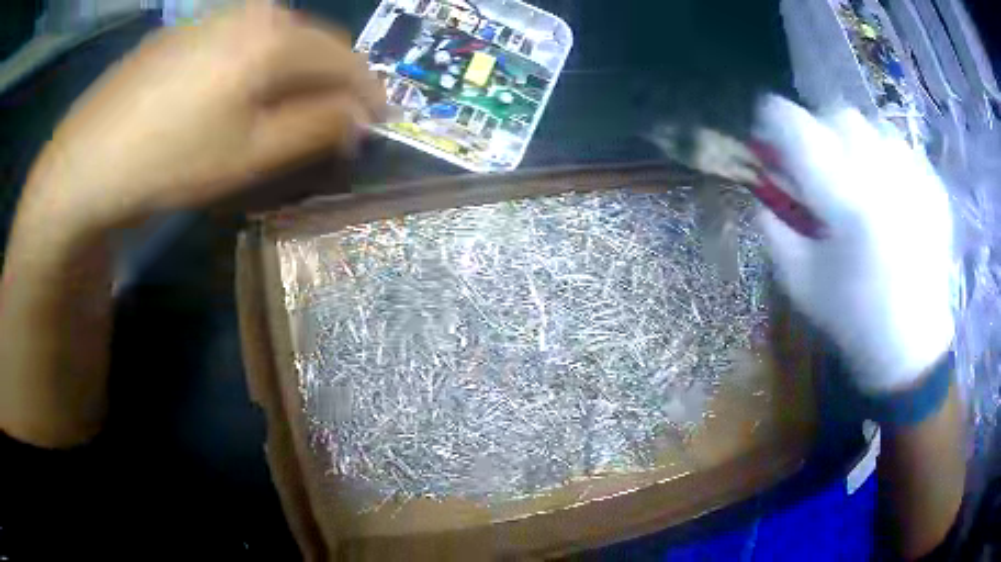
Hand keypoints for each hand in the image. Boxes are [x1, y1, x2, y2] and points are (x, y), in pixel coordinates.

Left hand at [22, 1, 384, 231]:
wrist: (86, 159)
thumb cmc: (169, 160)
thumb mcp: (249, 153)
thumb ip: (315, 128)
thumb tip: (358, 117)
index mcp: (276, 36)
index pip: (346, 58)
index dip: (369, 92)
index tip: (381, 122)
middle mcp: (253, 11)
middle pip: (314, 43)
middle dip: (333, 82)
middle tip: (338, 121)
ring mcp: (217, 15)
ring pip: (278, 40)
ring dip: (296, 73)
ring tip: (294, 109)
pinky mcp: (188, 29)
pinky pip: (243, 40)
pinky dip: (259, 65)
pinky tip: (243, 92)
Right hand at [755, 96, 953, 393]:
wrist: (911, 348)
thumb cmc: (852, 319)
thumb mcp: (799, 281)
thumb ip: (774, 225)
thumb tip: (764, 184)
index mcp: (845, 201)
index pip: (797, 126)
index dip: (774, 120)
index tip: (770, 133)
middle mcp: (883, 177)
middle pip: (839, 114)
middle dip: (820, 129)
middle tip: (821, 164)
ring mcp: (914, 180)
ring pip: (873, 125)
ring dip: (855, 142)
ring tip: (859, 178)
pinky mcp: (934, 189)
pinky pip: (902, 149)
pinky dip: (887, 159)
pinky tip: (889, 194)